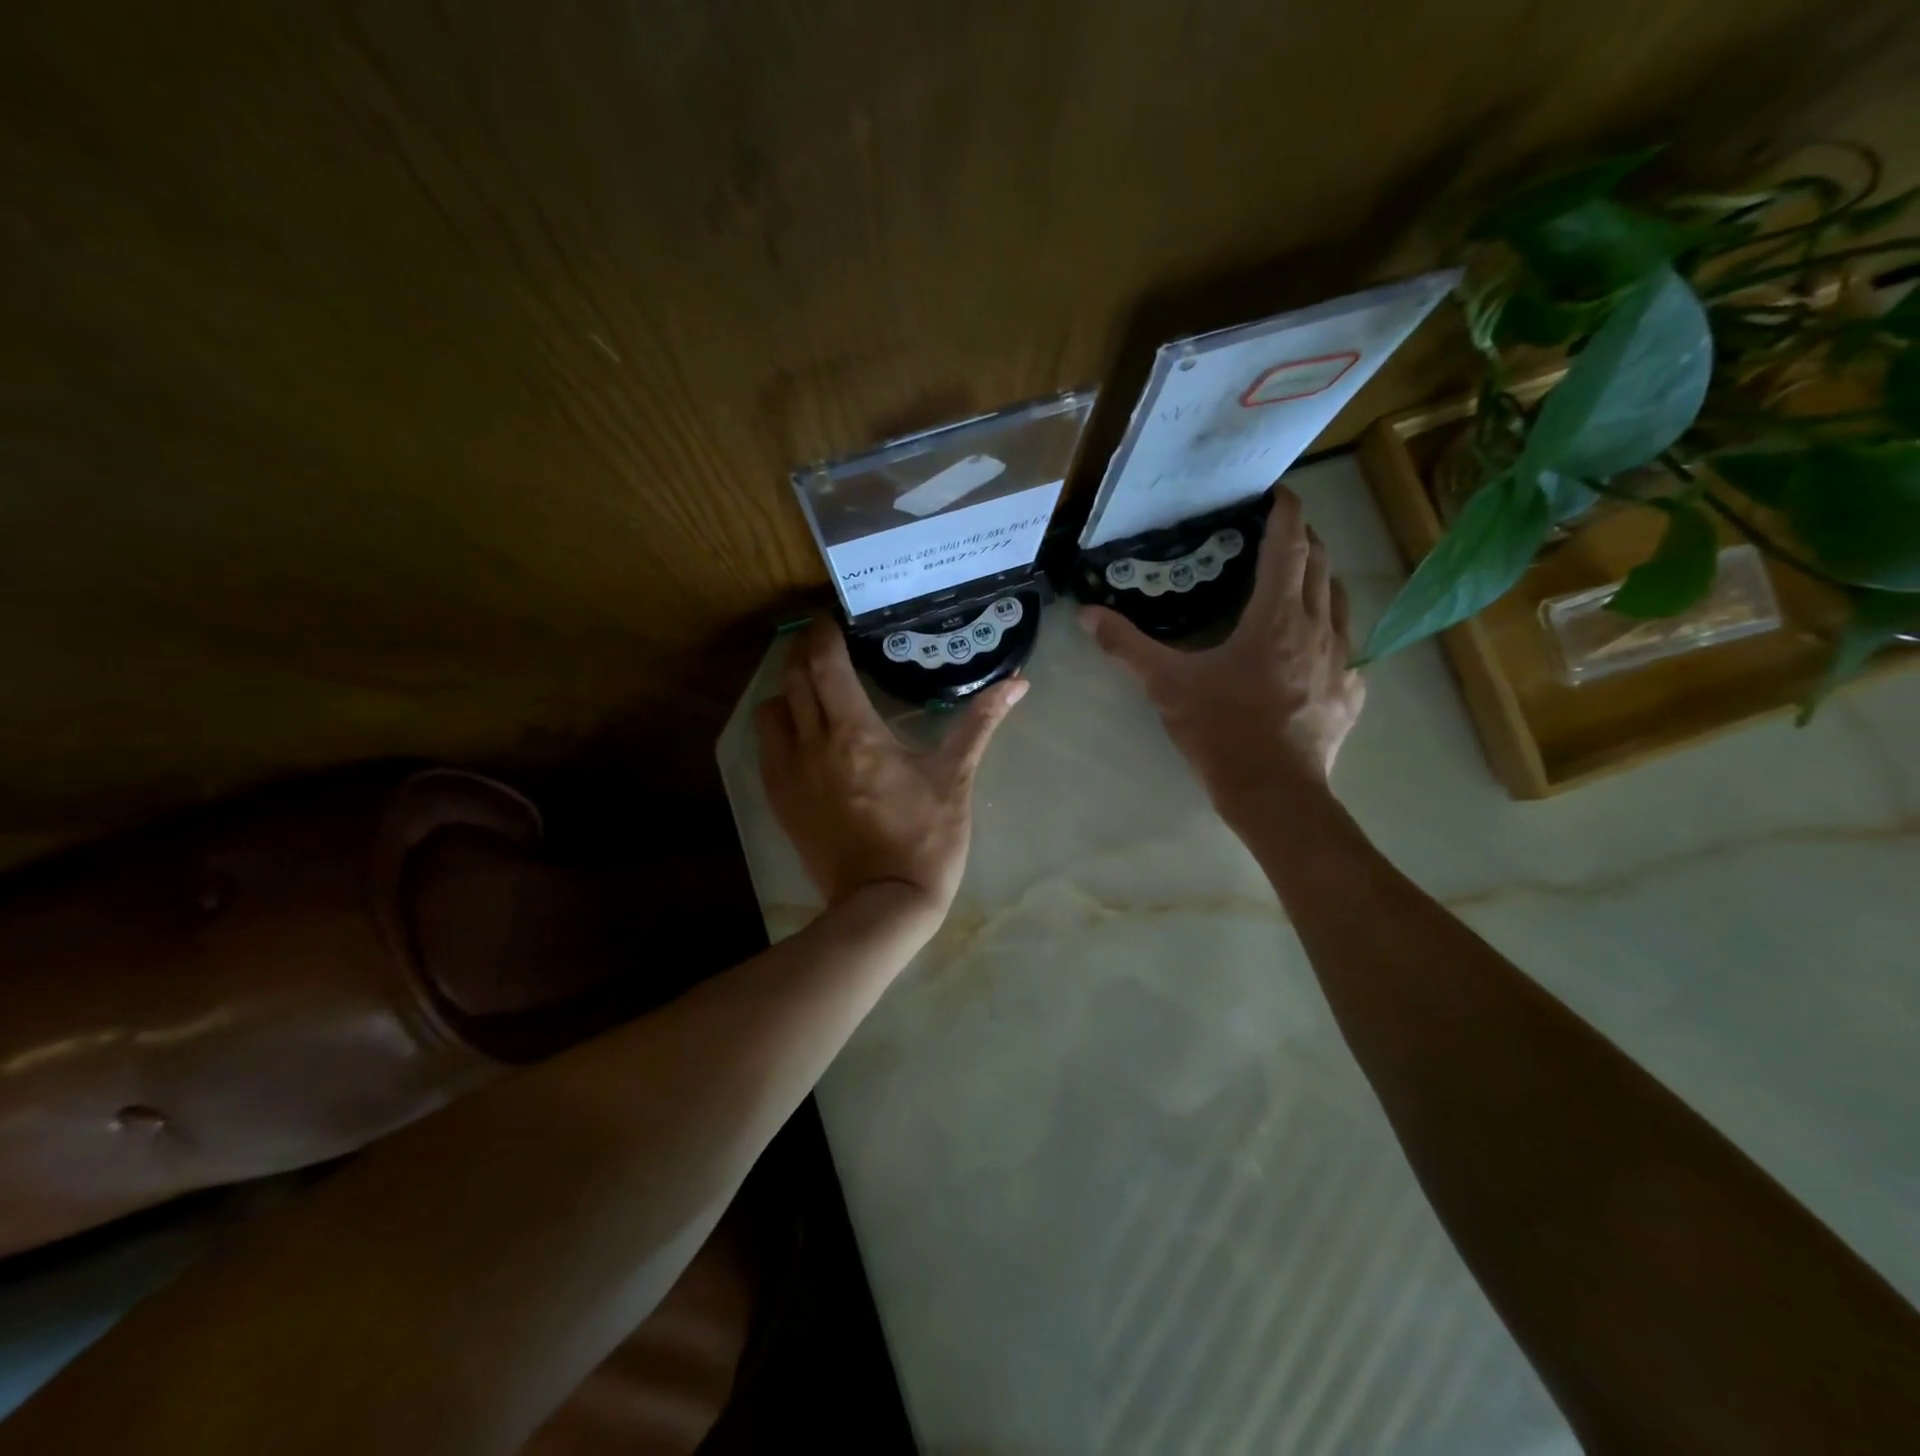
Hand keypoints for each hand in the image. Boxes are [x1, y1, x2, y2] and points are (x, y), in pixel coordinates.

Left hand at [756, 620, 1025, 923]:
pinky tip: (803, 733)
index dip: (824, 633)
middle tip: (827, 644)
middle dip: (804, 652)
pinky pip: (766, 747)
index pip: (824, 662)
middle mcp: (811, 744)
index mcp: (854, 732)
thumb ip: (980, 723)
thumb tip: (1019, 682)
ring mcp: (788, 774)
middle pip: (793, 677)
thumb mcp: (955, 778)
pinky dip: (779, 727)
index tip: (836, 620)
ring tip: (814, 689)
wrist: (884, 904)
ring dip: (789, 689)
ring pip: (772, 710)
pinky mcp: (779, 800)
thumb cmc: (925, 839)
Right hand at [1079, 487, 1363, 817]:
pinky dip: (1332, 627)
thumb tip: (1087, 614)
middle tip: (1279, 534)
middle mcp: (1318, 627)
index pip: (1289, 546)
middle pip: (1320, 565)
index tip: (1280, 492)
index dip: (1286, 512)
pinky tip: (1315, 644)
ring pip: (1340, 600)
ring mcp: (1343, 659)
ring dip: (1321, 580)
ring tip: (1298, 581)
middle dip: (1303, 540)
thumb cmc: (1222, 732)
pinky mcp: (1352, 691)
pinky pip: (1349, 643)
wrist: (1275, 794)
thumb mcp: (1167, 687)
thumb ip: (1127, 646)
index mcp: (1276, 618)